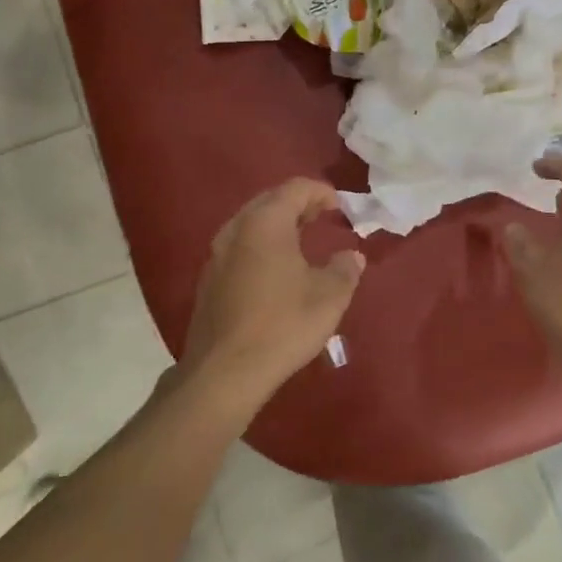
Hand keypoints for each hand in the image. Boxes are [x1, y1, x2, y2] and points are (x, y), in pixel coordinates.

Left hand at [182, 179, 365, 404]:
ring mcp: (217, 254)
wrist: (224, 373)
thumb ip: (344, 269)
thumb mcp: (328, 297)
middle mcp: (236, 229)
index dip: (321, 192)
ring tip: (301, 239)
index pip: (295, 189)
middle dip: (298, 204)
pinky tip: (275, 269)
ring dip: (277, 224)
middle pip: (269, 201)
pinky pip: (239, 246)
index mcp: (265, 223)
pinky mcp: (209, 280)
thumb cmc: (282, 325)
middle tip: (322, 216)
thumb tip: (352, 256)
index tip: (340, 205)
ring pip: (251, 224)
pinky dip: (261, 245)